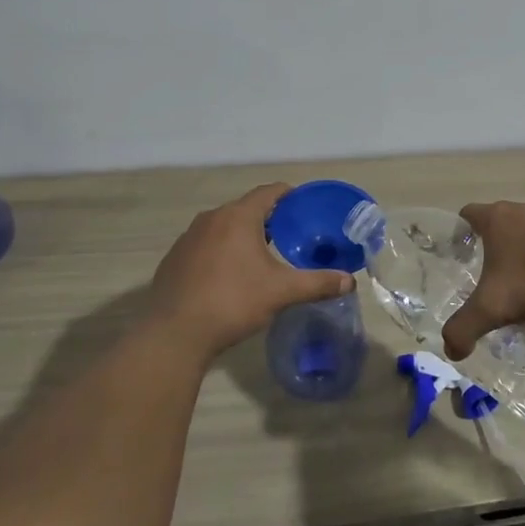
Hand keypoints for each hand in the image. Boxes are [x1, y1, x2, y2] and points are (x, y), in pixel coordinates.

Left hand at [148, 184, 353, 360]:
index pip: (268, 192)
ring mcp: (188, 237)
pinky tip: (228, 275)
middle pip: (245, 208)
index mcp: (238, 217)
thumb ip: (317, 283)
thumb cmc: (232, 302)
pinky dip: (221, 250)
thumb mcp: (281, 292)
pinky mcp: (175, 258)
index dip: (289, 195)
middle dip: (268, 218)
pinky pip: (205, 244)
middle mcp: (211, 218)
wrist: (174, 333)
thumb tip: (350, 280)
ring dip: (242, 234)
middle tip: (289, 234)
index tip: (304, 205)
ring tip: (261, 254)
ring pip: (223, 226)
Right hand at [441, 201, 524, 360]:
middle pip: (500, 224)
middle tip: (491, 278)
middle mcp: (522, 210)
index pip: (468, 214)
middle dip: (494, 248)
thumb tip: (450, 349)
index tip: (460, 255)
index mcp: (496, 219)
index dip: (460, 233)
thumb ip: (465, 327)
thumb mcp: (494, 307)